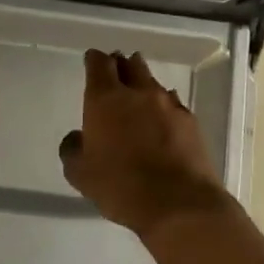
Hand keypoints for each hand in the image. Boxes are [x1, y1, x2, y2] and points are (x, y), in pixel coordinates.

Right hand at [59, 49, 231, 236]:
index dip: (94, 60)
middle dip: (120, 64)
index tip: (91, 61)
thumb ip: (72, 150)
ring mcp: (168, 104)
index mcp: (105, 99)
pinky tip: (162, 117)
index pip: (98, 64)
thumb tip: (77, 137)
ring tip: (138, 93)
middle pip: (129, 65)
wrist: (179, 204)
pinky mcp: (190, 121)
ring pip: (152, 82)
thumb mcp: (80, 174)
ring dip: (143, 83)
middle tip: (115, 71)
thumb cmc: (120, 186)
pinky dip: (163, 104)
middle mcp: (137, 93)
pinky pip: (172, 102)